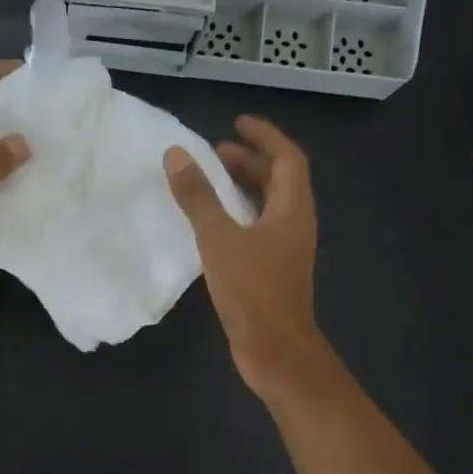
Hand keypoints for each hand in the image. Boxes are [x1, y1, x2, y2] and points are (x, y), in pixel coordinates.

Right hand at [164, 116, 326, 398]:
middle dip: (249, 161)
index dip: (264, 136)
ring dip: (242, 189)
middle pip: (278, 180)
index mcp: (292, 208)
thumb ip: (198, 197)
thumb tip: (177, 155)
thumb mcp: (219, 239)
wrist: (275, 350)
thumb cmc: (252, 291)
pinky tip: (211, 226)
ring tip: (208, 184)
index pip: (287, 157)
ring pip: (267, 206)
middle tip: (213, 155)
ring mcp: (285, 249)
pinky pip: (256, 229)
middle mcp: (295, 223)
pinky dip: (236, 216)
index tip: (236, 122)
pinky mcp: (272, 270)